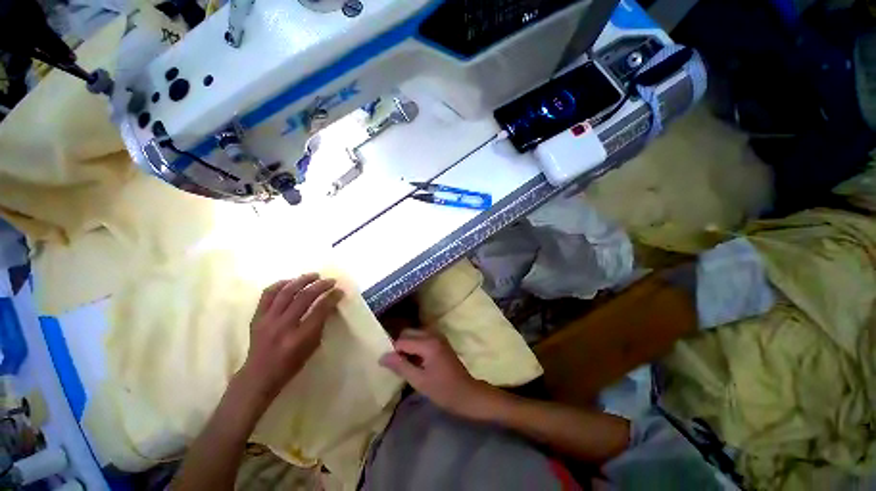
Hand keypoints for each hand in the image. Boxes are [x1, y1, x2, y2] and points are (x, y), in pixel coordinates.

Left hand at [240, 274, 342, 402]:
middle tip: (331, 281)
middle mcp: (283, 326)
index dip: (332, 297)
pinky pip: (268, 295)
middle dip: (321, 286)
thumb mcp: (312, 348)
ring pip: (286, 292)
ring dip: (302, 280)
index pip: (320, 310)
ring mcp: (267, 320)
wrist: (258, 375)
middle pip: (305, 297)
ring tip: (314, 275)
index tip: (340, 291)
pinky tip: (291, 281)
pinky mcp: (257, 317)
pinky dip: (280, 284)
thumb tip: (329, 305)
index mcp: (299, 338)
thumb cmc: (290, 365)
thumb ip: (320, 325)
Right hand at [379, 330, 499, 419]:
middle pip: (409, 333)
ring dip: (408, 345)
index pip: (402, 341)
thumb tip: (382, 356)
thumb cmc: (443, 390)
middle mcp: (433, 334)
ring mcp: (438, 336)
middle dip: (400, 346)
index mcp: (428, 343)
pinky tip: (417, 361)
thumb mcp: (419, 381)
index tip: (390, 366)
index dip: (393, 352)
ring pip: (415, 333)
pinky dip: (416, 345)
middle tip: (398, 364)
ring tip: (406, 363)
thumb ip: (400, 366)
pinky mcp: (441, 340)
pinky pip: (423, 337)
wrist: (466, 393)